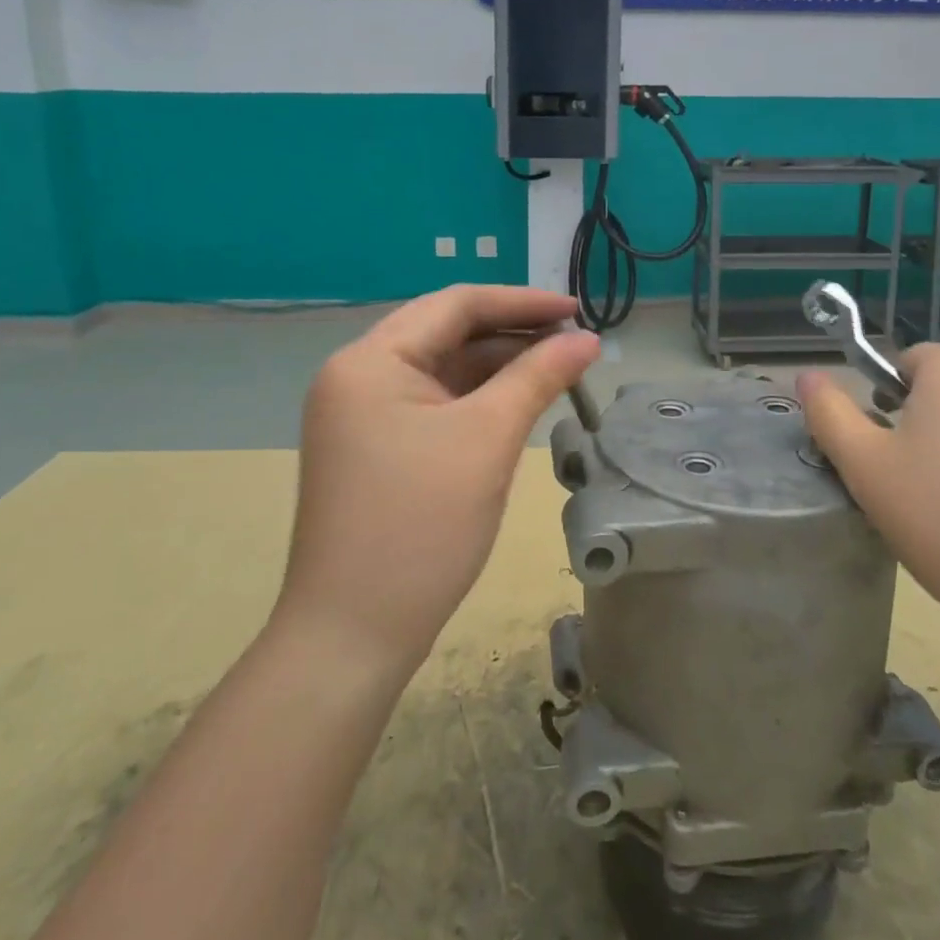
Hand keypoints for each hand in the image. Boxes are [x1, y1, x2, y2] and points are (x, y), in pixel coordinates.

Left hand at [280, 285, 600, 669]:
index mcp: (370, 359)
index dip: (521, 302)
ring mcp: (363, 415)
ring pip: (443, 371)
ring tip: (558, 371)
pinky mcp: (375, 448)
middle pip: (447, 333)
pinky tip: (519, 404)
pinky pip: (434, 405)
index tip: (577, 310)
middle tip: (574, 345)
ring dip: (498, 368)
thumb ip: (538, 377)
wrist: (352, 638)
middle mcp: (358, 376)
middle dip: (512, 335)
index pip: (455, 304)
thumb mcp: (487, 440)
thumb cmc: (420, 527)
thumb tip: (588, 339)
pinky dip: (477, 400)